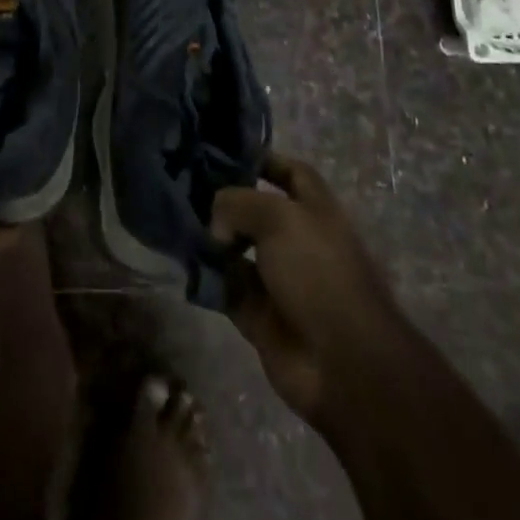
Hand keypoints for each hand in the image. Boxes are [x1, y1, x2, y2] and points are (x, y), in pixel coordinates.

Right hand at [211, 152, 397, 432]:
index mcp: (315, 210)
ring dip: (210, 241)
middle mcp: (297, 240)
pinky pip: (226, 288)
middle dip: (224, 202)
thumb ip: (237, 203)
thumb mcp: (277, 218)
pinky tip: (185, 264)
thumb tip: (216, 224)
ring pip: (235, 249)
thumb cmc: (318, 273)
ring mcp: (279, 279)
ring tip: (176, 224)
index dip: (263, 160)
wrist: (344, 365)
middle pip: (255, 211)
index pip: (290, 172)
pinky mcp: (260, 315)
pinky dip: (208, 278)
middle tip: (185, 189)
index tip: (223, 154)